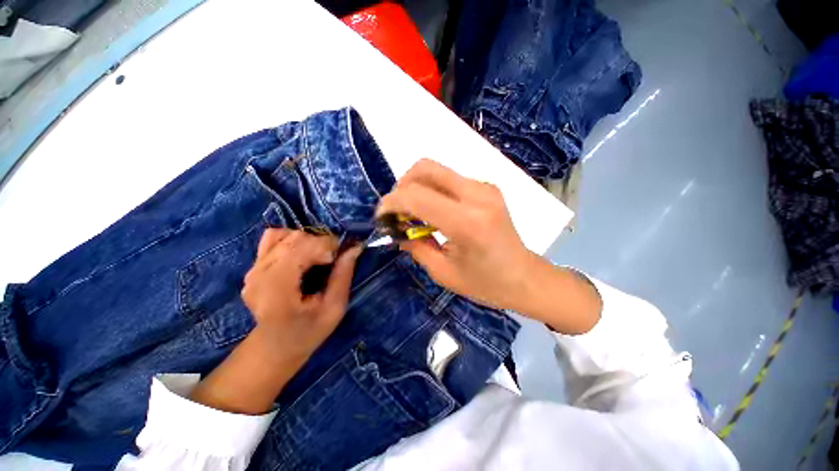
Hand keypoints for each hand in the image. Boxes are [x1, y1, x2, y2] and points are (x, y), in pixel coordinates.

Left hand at [190, 229, 360, 414]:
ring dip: (308, 241)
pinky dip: (292, 240)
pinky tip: (303, 254)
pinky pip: (273, 238)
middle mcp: (259, 274)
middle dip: (321, 243)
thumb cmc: (309, 331)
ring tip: (318, 257)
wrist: (275, 346)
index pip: (302, 247)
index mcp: (277, 288)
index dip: (327, 246)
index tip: (340, 258)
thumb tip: (355, 247)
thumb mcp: (334, 308)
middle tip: (333, 260)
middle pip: (295, 238)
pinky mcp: (253, 266)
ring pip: (284, 234)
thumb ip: (343, 276)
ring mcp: (253, 269)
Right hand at [378, 159, 599, 333]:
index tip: (382, 217)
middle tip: (397, 211)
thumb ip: (415, 246)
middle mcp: (477, 195)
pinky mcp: (487, 188)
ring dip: (416, 187)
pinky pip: (449, 179)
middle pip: (425, 168)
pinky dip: (432, 190)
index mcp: (467, 222)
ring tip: (413, 213)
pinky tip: (433, 211)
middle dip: (401, 186)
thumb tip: (395, 230)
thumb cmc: (486, 284)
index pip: (417, 196)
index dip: (391, 203)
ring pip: (436, 170)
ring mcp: (485, 187)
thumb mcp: (443, 272)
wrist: (525, 277)